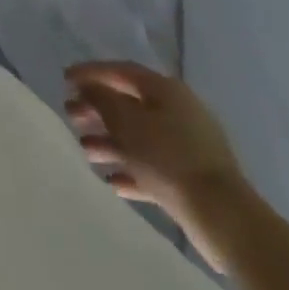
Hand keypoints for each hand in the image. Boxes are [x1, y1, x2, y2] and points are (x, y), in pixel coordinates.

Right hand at [65, 61, 248, 266]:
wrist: (224, 218)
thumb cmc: (168, 158)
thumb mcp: (125, 121)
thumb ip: (101, 99)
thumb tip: (88, 88)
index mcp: (167, 91)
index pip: (122, 71)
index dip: (91, 73)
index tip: (64, 80)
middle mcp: (180, 113)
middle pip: (129, 104)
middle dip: (97, 110)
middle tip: (71, 117)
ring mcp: (189, 147)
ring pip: (139, 138)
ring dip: (110, 142)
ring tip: (85, 152)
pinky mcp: (192, 179)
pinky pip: (153, 167)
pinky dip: (131, 170)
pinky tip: (111, 181)